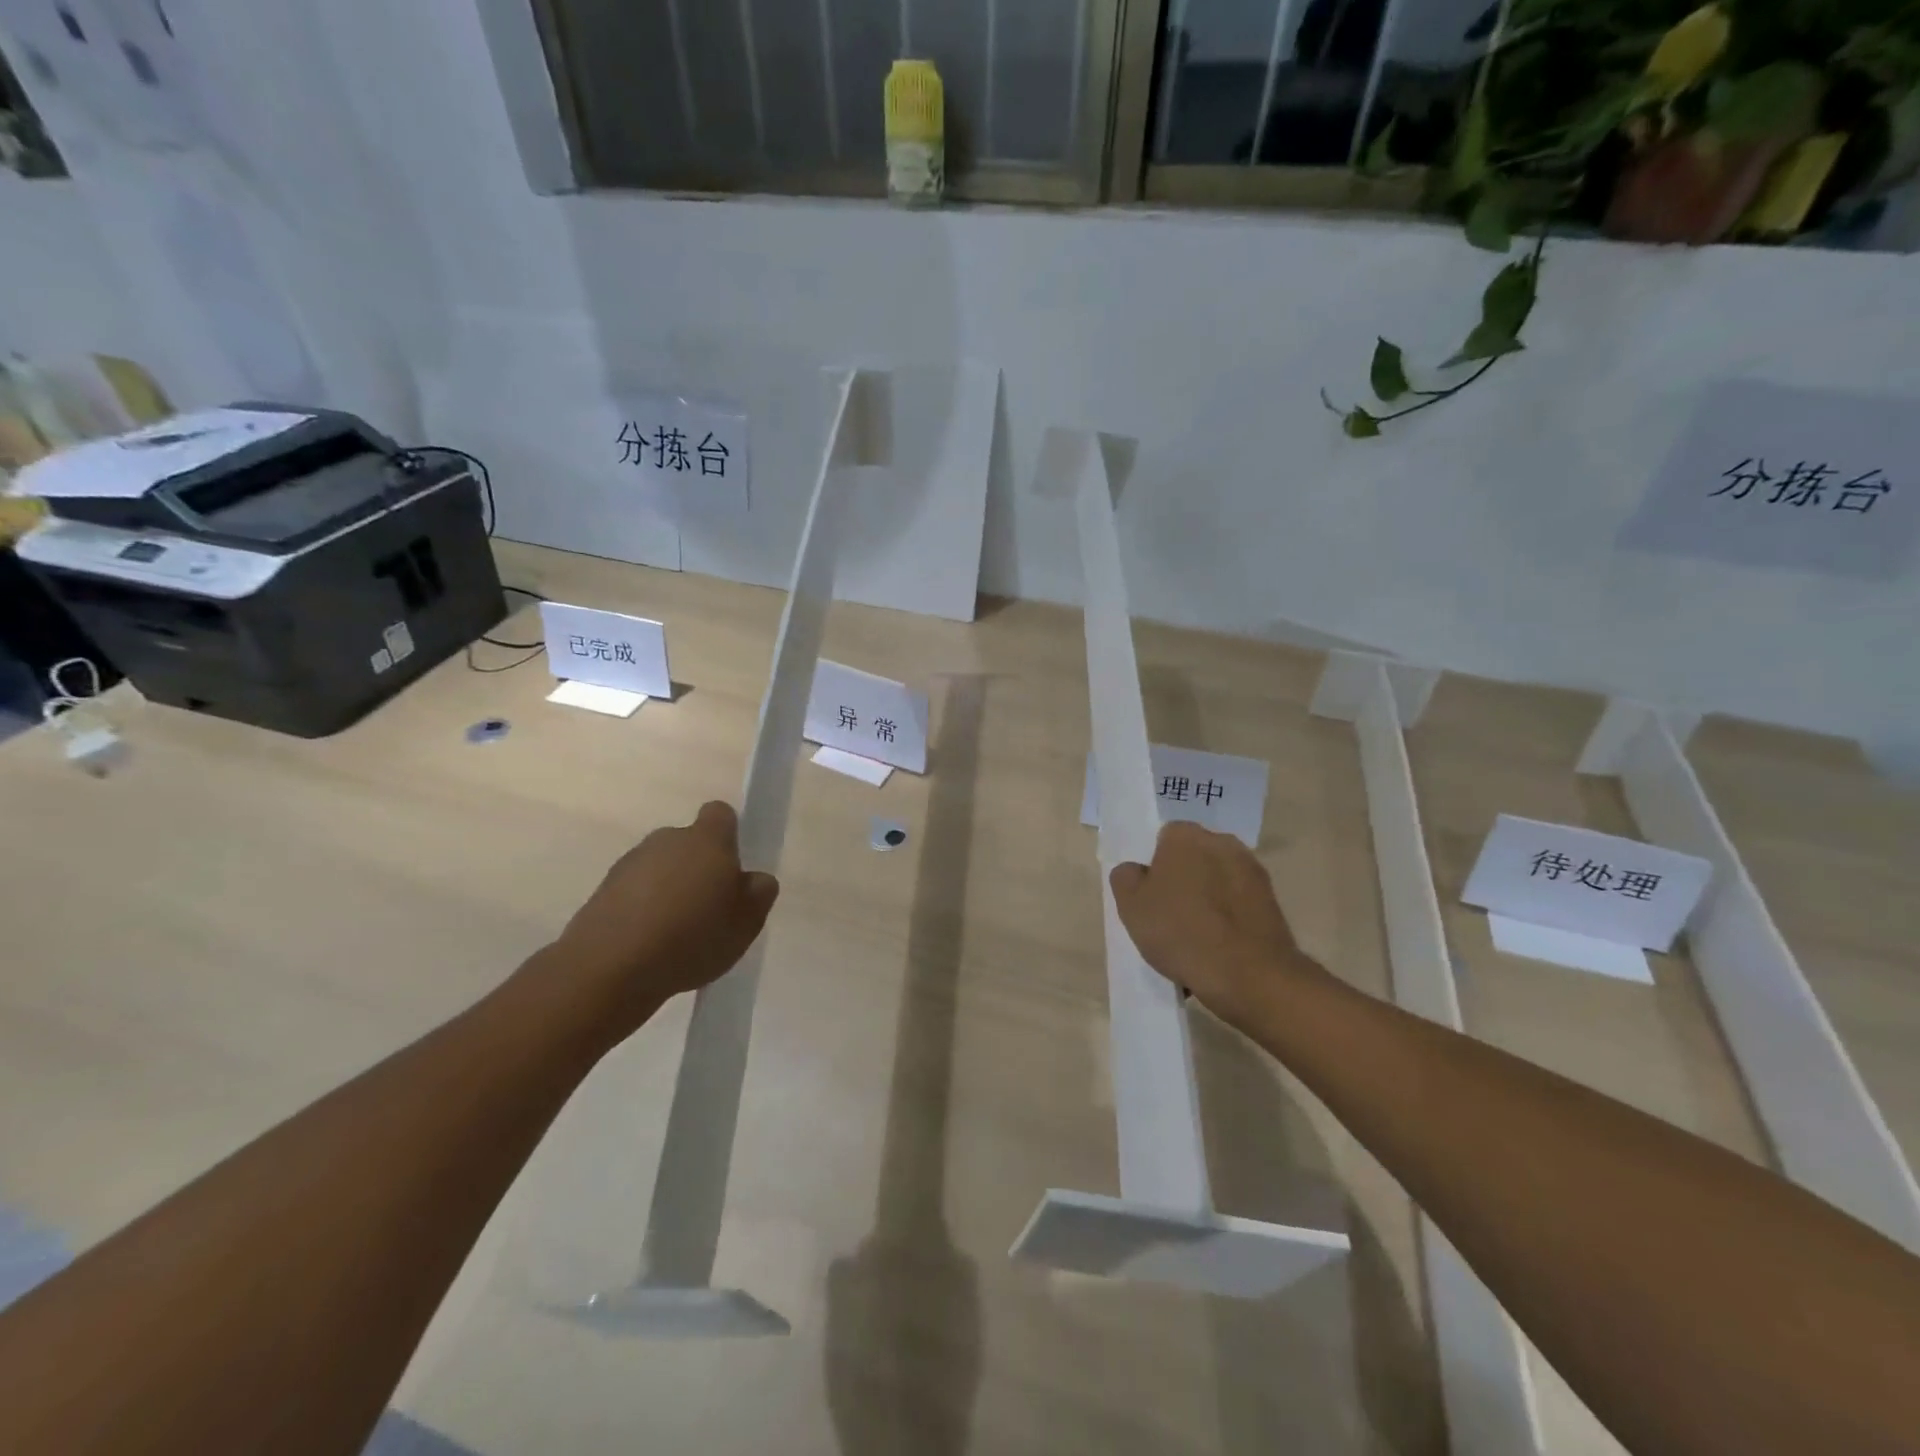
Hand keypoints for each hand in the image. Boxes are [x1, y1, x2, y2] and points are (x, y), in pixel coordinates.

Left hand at [541, 802, 779, 1038]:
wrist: (610, 967)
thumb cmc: (693, 936)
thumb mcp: (748, 921)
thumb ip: (759, 892)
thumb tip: (752, 878)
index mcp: (707, 839)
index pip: (720, 814)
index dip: (728, 835)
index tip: (732, 867)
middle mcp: (666, 840)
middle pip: (688, 844)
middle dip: (698, 868)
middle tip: (709, 909)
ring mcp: (629, 864)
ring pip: (659, 869)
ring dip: (668, 891)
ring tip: (676, 935)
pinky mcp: (601, 892)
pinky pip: (633, 894)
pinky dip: (642, 911)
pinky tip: (649, 946)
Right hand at [1109, 821, 1318, 1030]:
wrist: (1250, 975)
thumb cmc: (1181, 932)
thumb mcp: (1130, 906)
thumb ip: (1126, 878)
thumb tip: (1137, 871)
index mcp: (1186, 836)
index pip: (1163, 840)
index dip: (1154, 867)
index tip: (1150, 897)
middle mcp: (1223, 843)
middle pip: (1193, 859)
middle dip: (1182, 881)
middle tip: (1168, 918)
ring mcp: (1253, 872)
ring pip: (1217, 883)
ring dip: (1207, 902)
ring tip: (1195, 942)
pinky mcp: (1273, 903)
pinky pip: (1238, 907)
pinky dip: (1228, 922)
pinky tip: (1218, 952)